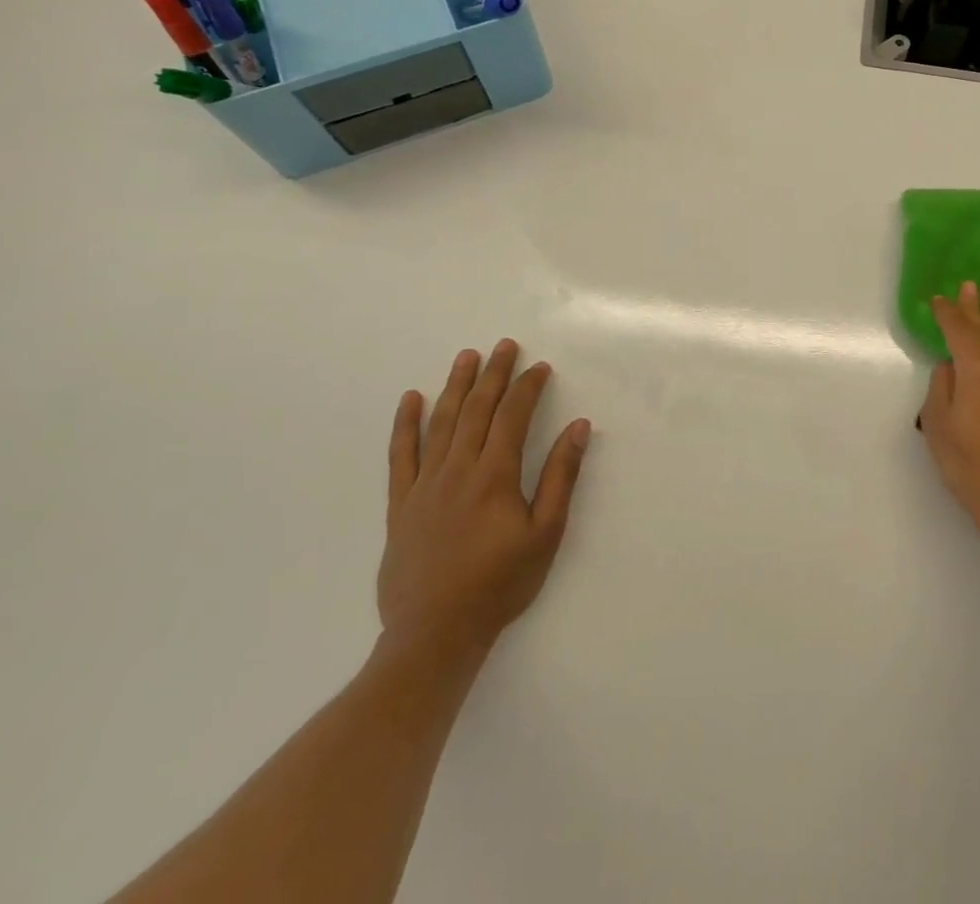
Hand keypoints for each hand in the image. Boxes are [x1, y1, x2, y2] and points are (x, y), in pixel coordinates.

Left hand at [378, 340, 591, 662]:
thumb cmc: (500, 584)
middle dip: (493, 374)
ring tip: (466, 357)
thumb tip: (578, 427)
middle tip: (504, 345)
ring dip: (455, 386)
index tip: (539, 367)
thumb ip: (561, 477)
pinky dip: (405, 424)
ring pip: (441, 423)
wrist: (434, 634)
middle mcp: (457, 470)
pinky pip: (401, 455)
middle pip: (476, 410)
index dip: (527, 387)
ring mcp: (424, 486)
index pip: (512, 417)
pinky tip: (411, 400)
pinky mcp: (401, 505)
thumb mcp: (545, 533)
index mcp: (494, 476)